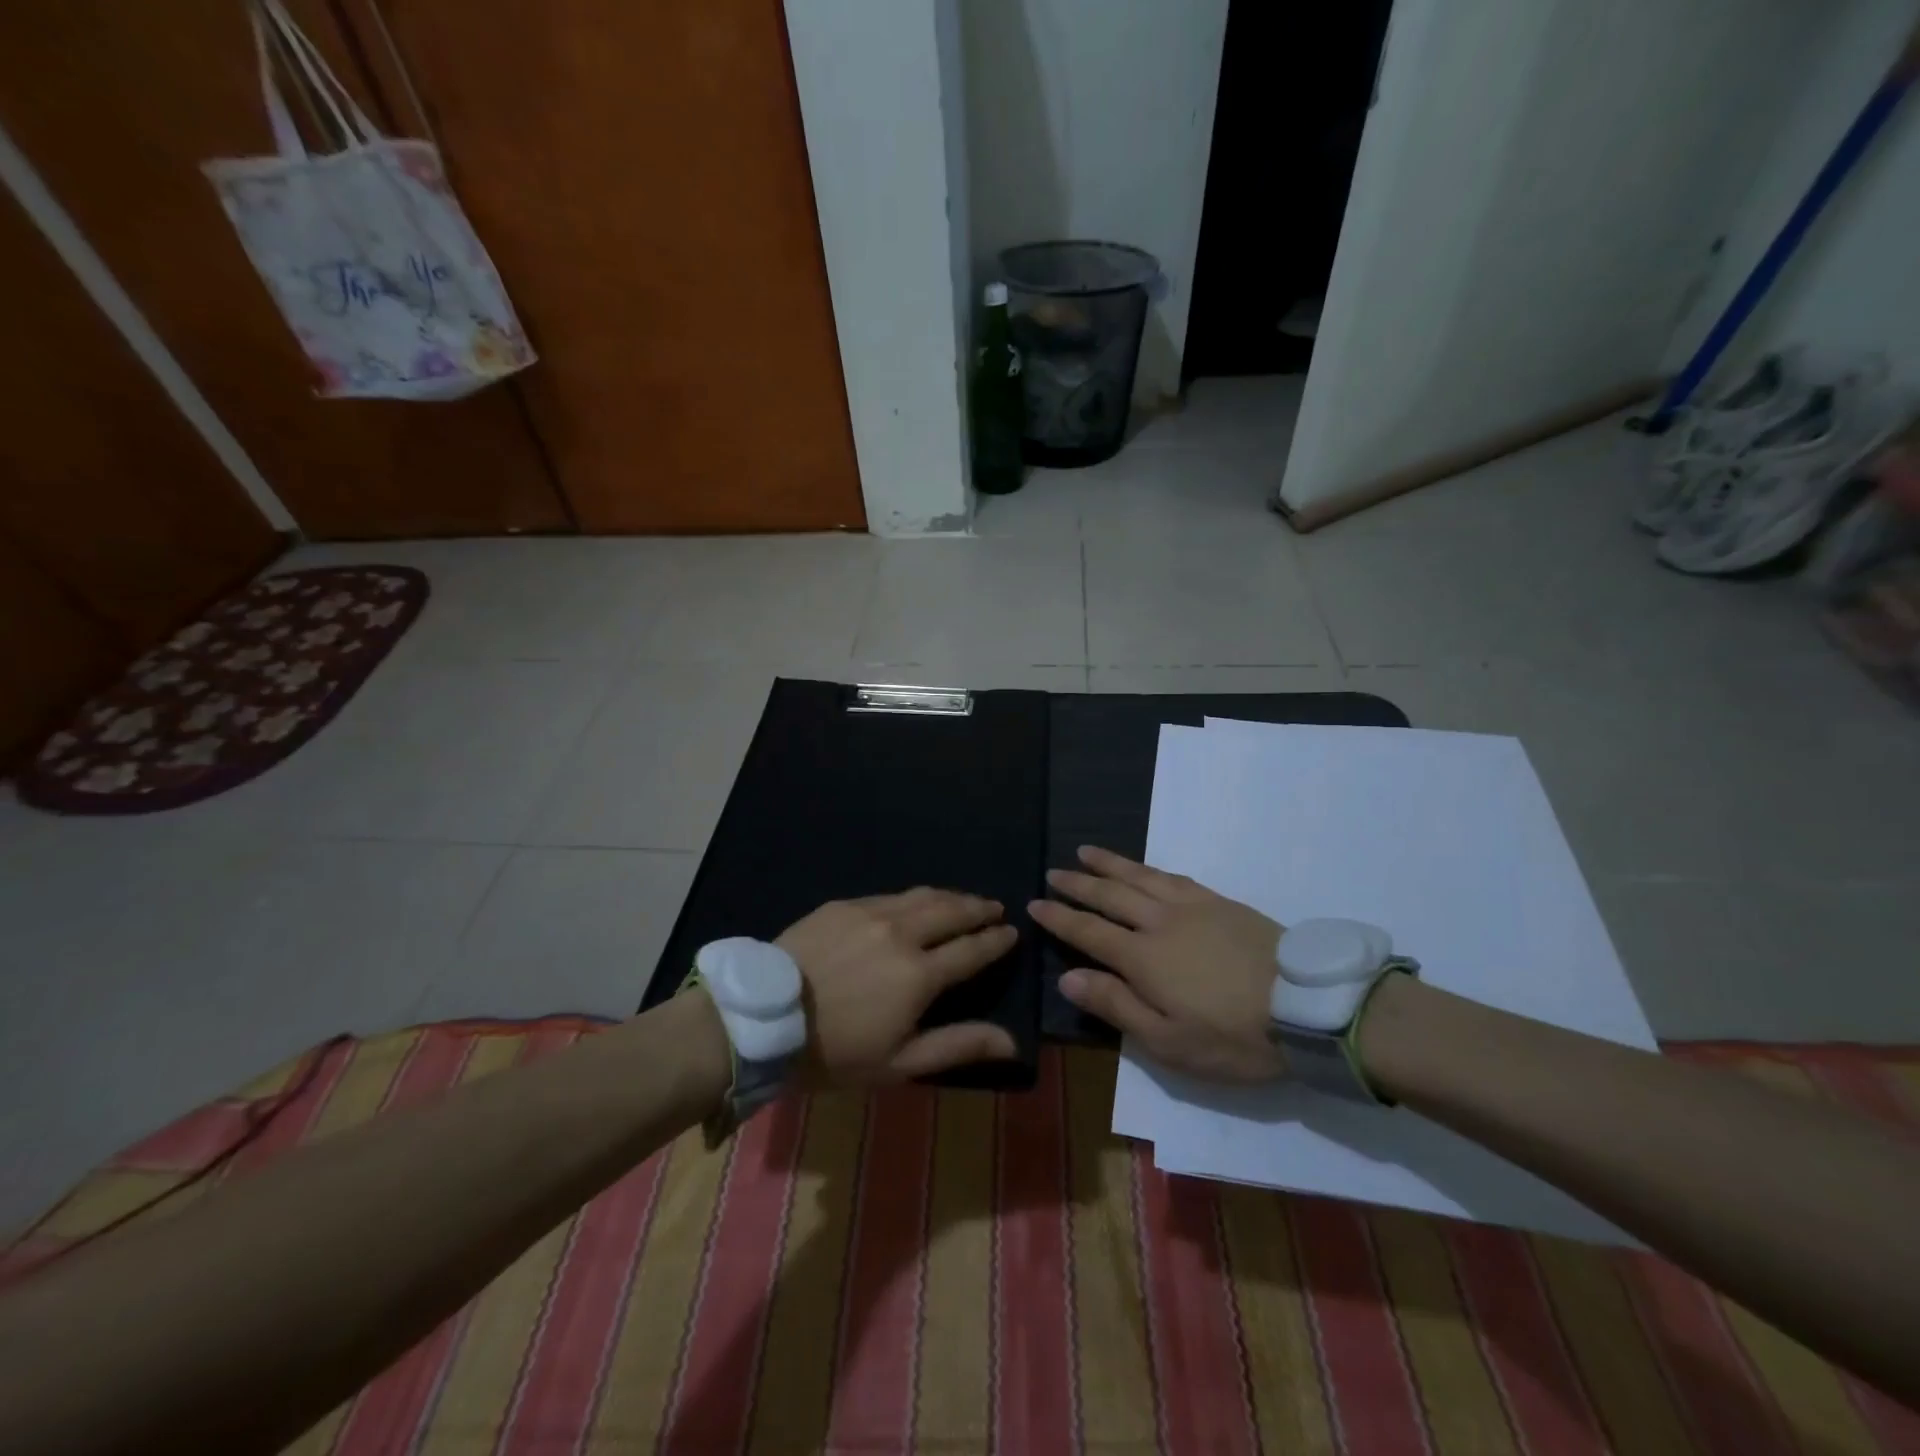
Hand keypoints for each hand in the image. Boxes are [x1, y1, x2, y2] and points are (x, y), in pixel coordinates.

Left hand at [777, 889, 1019, 1085]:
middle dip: (979, 908)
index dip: (996, 941)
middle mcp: (901, 933)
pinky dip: (912, 898)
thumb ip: (959, 1045)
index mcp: (920, 974)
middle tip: (995, 908)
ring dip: (950, 896)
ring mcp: (870, 912)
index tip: (1012, 933)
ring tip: (964, 900)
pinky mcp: (843, 905)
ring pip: (922, 895)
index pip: (972, 950)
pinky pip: (889, 895)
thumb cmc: (835, 1051)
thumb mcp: (900, 1062)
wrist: (761, 1018)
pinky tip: (913, 903)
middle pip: (952, 911)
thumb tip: (1013, 1041)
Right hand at [1029, 846, 1285, 1082]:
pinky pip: (1175, 877)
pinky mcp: (1221, 902)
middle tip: (1054, 872)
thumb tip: (1069, 977)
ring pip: (1140, 877)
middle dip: (1078, 884)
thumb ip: (1116, 1006)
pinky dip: (1150, 869)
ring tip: (1086, 851)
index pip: (1088, 931)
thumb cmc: (1233, 1035)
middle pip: (1110, 896)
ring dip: (1109, 864)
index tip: (1034, 904)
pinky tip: (1145, 868)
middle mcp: (1160, 922)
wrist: (1308, 1006)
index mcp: (1142, 958)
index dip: (1059, 918)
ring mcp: (1193, 907)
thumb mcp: (1169, 1042)